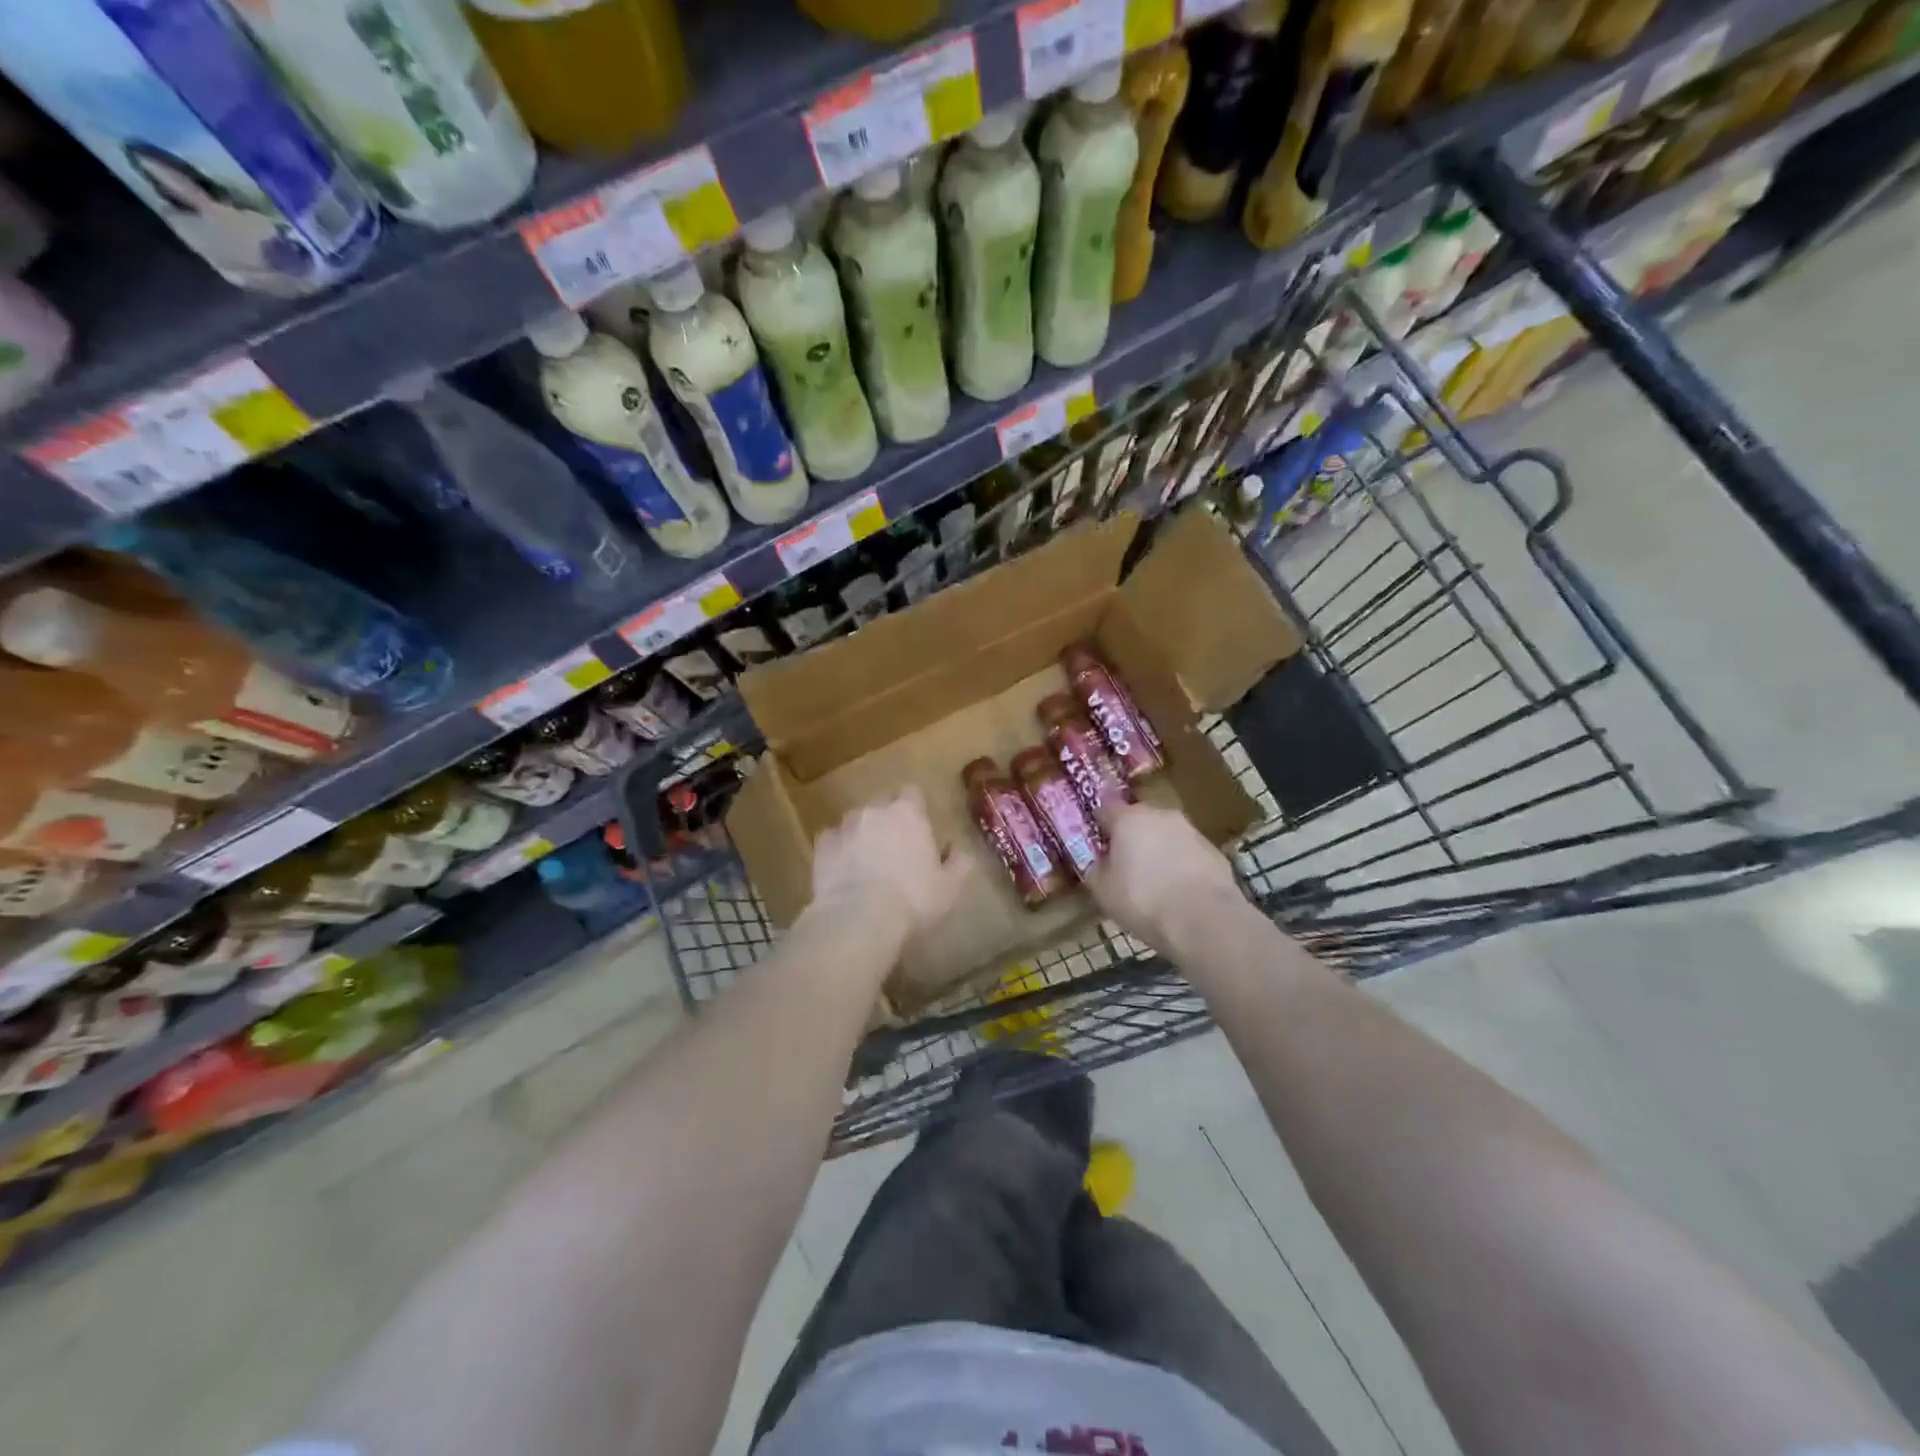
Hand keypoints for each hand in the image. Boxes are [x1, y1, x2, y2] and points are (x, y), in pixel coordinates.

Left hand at [810, 788, 971, 943]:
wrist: (859, 918)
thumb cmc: (913, 899)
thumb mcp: (950, 887)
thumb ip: (959, 863)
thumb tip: (958, 850)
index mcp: (908, 813)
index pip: (913, 792)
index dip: (916, 807)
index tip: (920, 826)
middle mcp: (874, 811)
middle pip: (882, 802)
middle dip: (888, 817)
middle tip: (896, 844)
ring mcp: (844, 826)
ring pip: (856, 821)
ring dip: (863, 833)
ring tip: (868, 860)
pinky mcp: (822, 847)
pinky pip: (833, 840)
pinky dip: (839, 850)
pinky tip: (844, 871)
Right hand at [1087, 801, 1243, 953]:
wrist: (1205, 920)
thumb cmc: (1143, 900)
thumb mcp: (1102, 890)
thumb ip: (1095, 868)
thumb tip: (1098, 861)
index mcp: (1128, 818)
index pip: (1104, 808)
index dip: (1097, 823)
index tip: (1094, 841)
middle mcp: (1160, 814)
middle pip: (1138, 818)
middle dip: (1130, 836)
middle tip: (1123, 863)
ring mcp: (1191, 830)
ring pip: (1165, 834)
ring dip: (1157, 849)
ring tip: (1153, 881)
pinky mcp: (1214, 850)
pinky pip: (1187, 853)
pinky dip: (1180, 865)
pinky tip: (1178, 891)